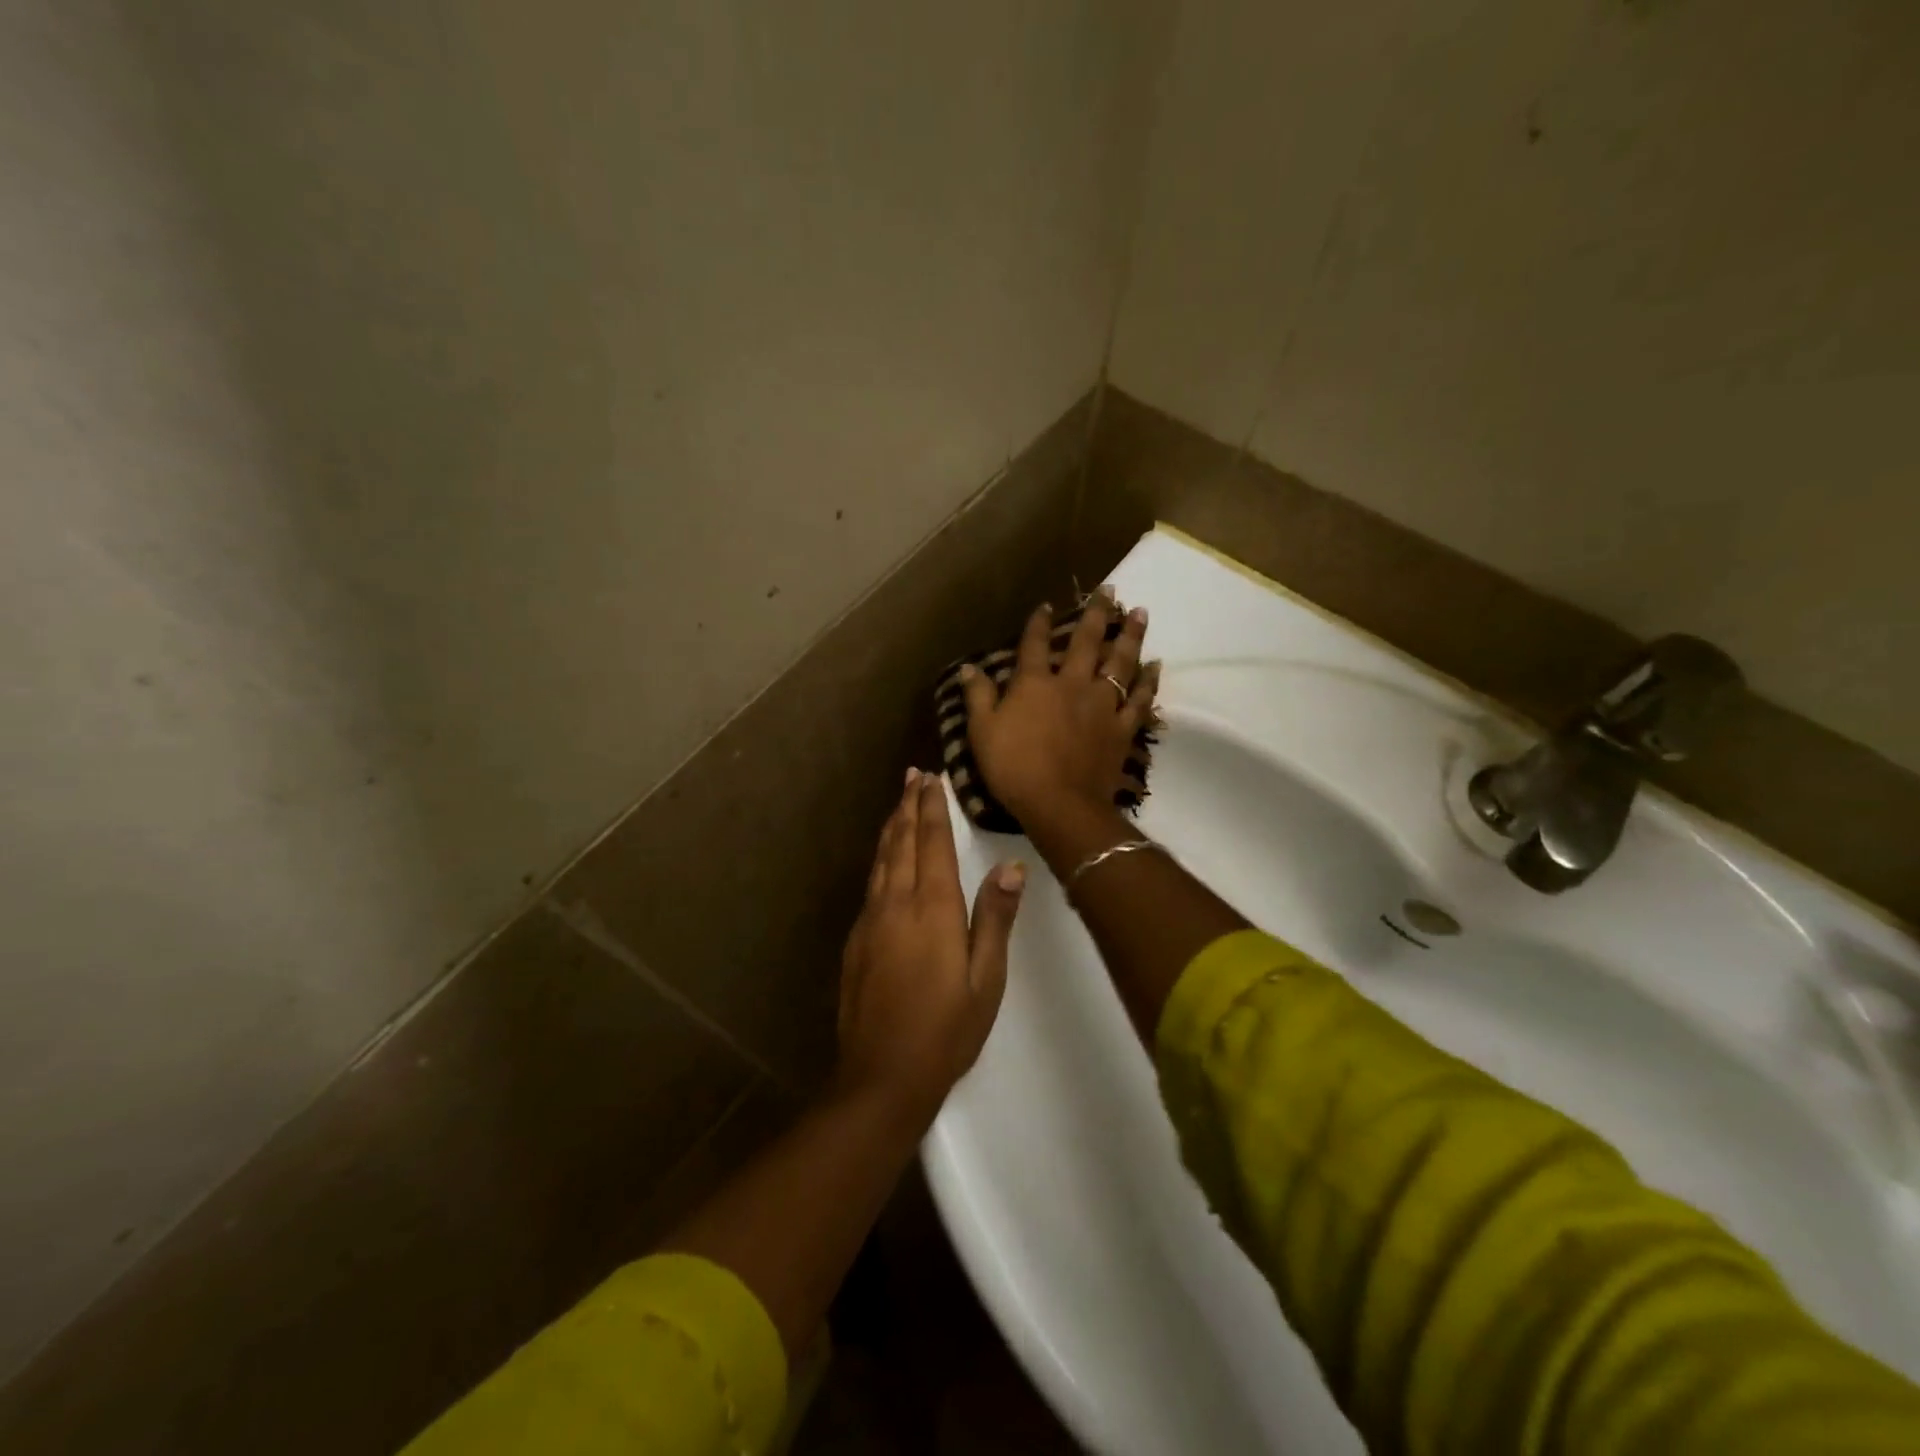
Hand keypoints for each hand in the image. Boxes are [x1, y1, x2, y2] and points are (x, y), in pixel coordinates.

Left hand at [835, 768, 1024, 1123]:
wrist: (881, 1076)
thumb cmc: (946, 1031)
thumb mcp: (986, 979)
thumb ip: (995, 918)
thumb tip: (1011, 866)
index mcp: (933, 909)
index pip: (933, 843)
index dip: (932, 808)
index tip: (932, 778)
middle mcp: (897, 904)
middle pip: (901, 842)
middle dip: (908, 805)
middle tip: (913, 775)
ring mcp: (871, 921)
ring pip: (881, 860)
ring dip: (891, 827)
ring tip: (898, 802)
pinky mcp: (856, 940)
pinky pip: (871, 884)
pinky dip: (880, 858)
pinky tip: (884, 859)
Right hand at [958, 592, 1158, 832]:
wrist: (1059, 803)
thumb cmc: (1013, 767)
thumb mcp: (982, 732)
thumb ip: (978, 697)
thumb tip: (969, 667)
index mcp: (1035, 684)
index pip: (1034, 644)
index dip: (1038, 623)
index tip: (1045, 605)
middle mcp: (1072, 684)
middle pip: (1086, 642)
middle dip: (1097, 614)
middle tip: (1110, 591)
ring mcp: (1101, 705)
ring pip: (1120, 662)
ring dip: (1130, 636)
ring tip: (1140, 612)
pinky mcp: (1122, 728)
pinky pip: (1139, 699)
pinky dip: (1148, 682)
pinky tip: (1156, 665)